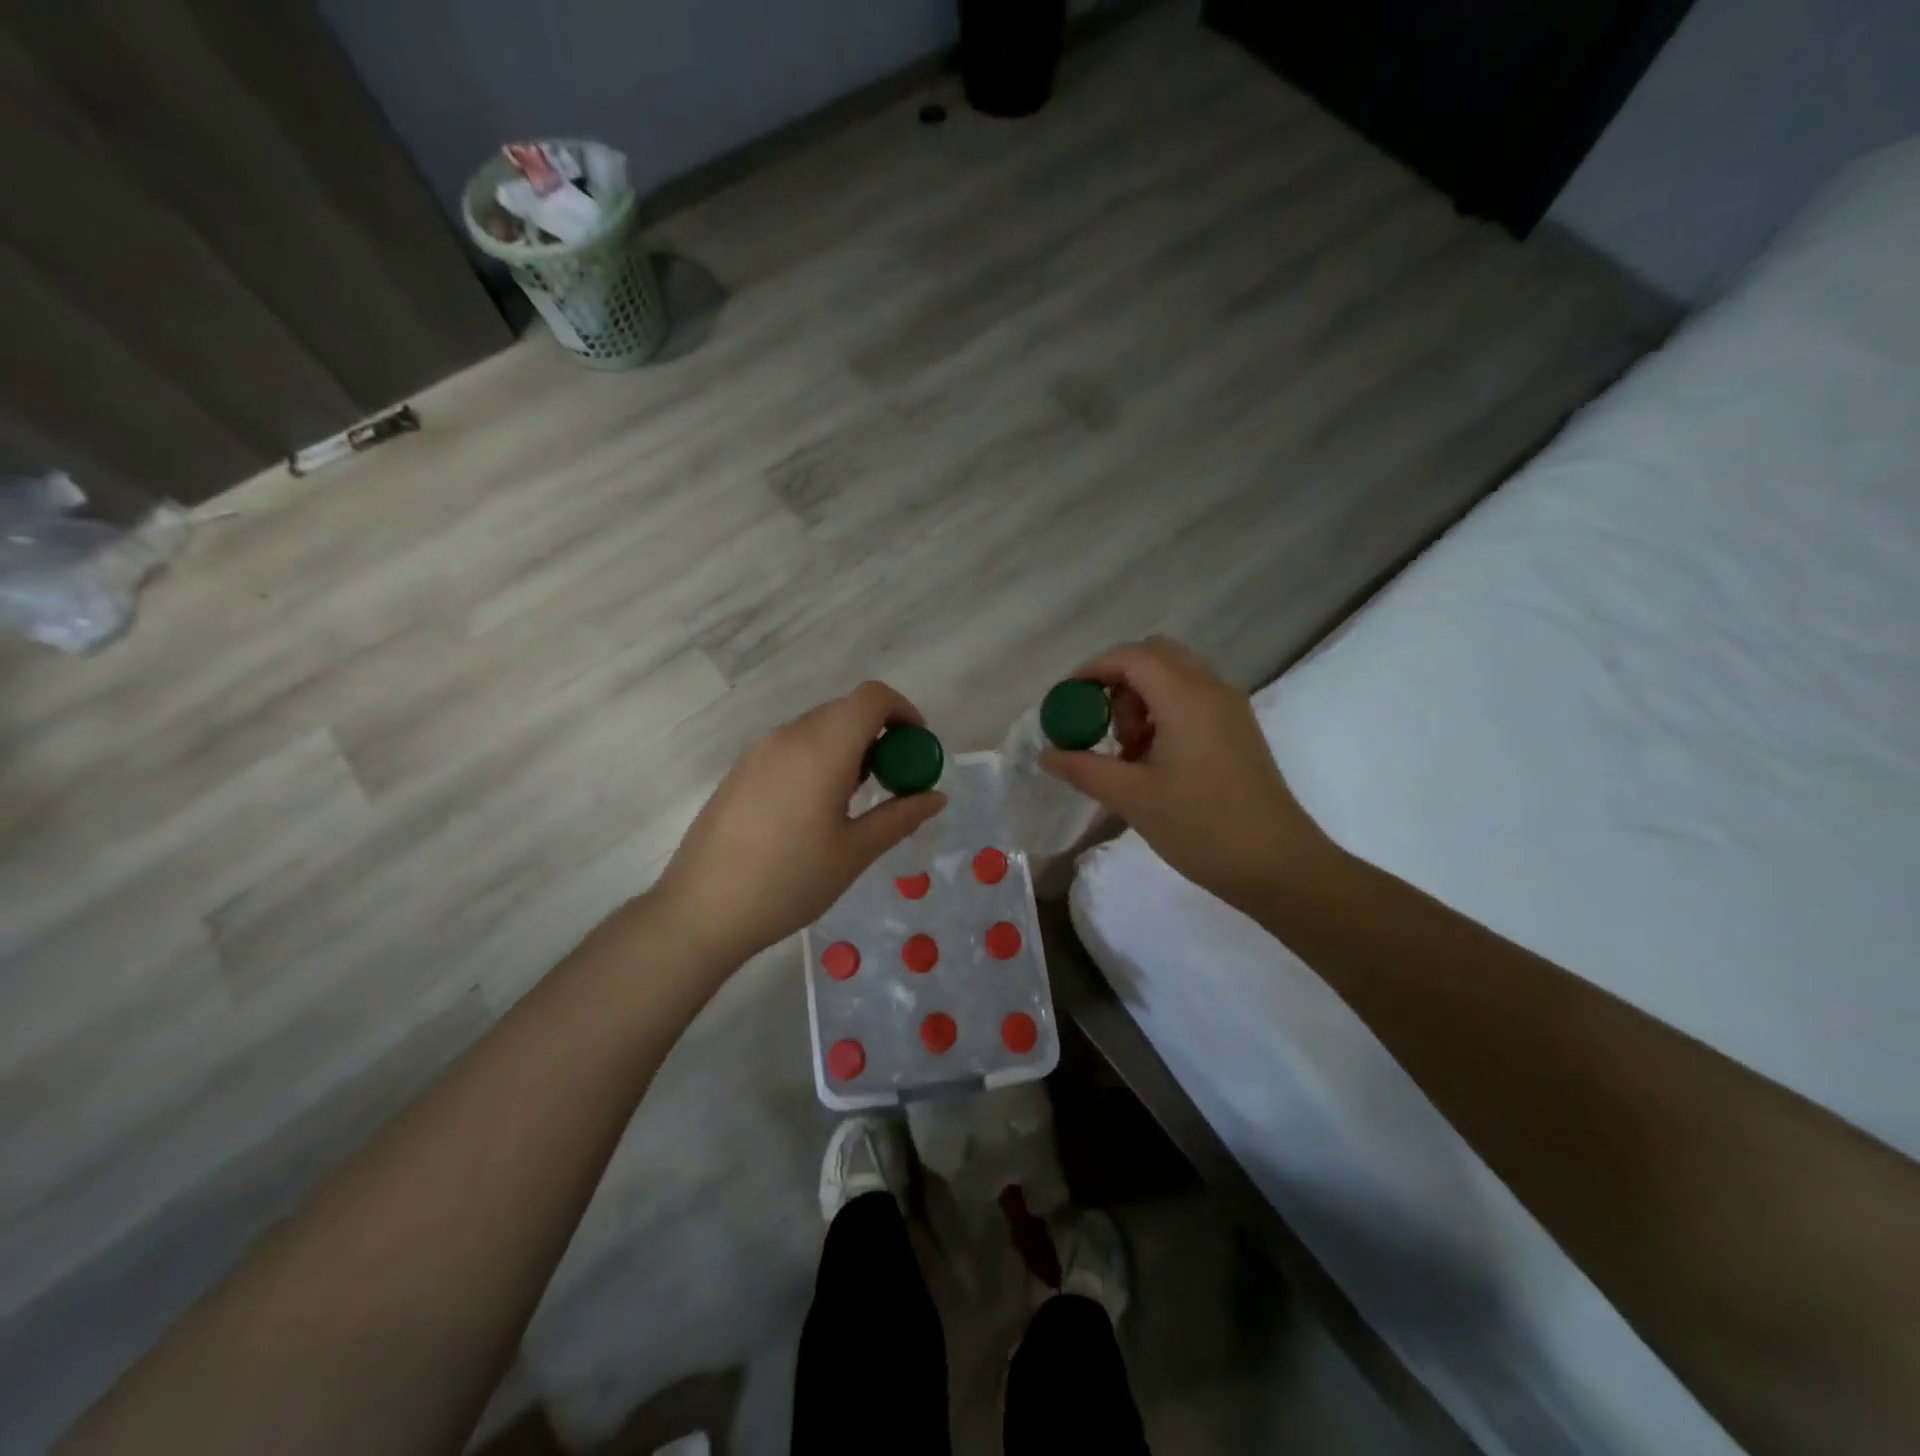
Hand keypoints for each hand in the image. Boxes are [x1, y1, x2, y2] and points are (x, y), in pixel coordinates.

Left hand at [653, 681, 946, 970]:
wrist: (701, 910)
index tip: (917, 747)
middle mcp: (789, 736)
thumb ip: (900, 817)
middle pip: (846, 711)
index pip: (872, 697)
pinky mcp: (741, 769)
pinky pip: (792, 746)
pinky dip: (819, 758)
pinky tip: (815, 809)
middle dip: (880, 735)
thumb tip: (936, 796)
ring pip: (818, 728)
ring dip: (848, 747)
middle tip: (893, 782)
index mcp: (822, 749)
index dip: (904, 711)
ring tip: (854, 800)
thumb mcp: (855, 852)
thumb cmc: (789, 883)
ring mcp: (759, 751)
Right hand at [1040, 637, 1340, 910]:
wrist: (1278, 866)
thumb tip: (1046, 756)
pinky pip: (1192, 699)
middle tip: (1100, 724)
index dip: (1093, 670)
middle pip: (1156, 656)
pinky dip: (1164, 712)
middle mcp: (1212, 690)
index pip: (1131, 657)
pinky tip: (1152, 760)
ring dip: (1141, 699)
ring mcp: (1230, 709)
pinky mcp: (1238, 730)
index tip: (1067, 702)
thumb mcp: (1132, 797)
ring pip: (1175, 677)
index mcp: (1186, 697)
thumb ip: (1084, 768)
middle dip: (1119, 680)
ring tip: (1126, 751)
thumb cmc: (1201, 827)